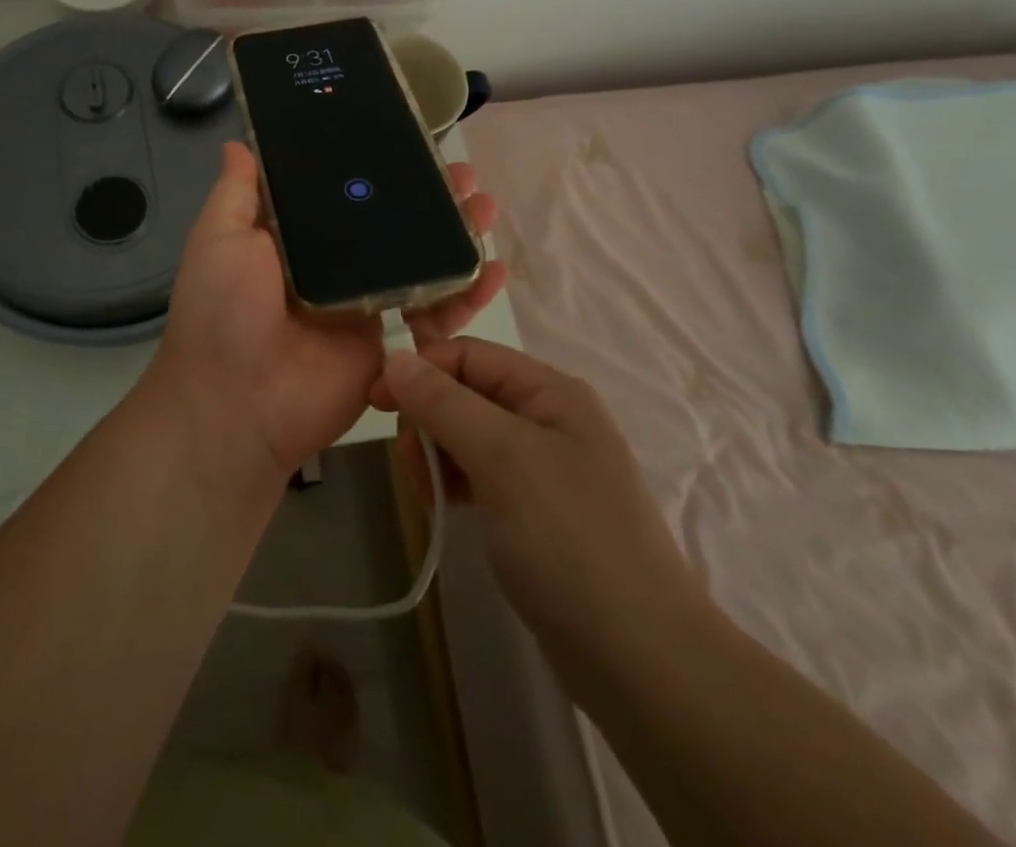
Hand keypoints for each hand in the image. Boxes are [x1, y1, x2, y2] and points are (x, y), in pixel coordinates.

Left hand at [148, 141, 506, 481]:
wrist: (239, 404)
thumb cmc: (223, 311)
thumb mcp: (219, 239)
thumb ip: (236, 193)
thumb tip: (238, 143)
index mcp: (295, 238)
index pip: (342, 191)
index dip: (375, 166)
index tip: (407, 140)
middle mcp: (333, 264)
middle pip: (390, 221)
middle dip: (428, 196)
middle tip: (463, 174)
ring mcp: (364, 300)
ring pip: (419, 259)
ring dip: (456, 234)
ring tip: (485, 206)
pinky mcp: (389, 338)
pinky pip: (434, 311)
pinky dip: (468, 292)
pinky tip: (496, 269)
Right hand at [379, 338, 707, 668]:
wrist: (641, 661)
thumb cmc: (570, 539)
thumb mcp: (503, 458)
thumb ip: (445, 403)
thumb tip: (395, 357)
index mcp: (550, 392)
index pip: (470, 355)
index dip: (421, 369)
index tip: (375, 401)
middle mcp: (549, 419)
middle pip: (467, 393)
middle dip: (429, 418)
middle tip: (409, 464)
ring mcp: (544, 468)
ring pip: (469, 436)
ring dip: (438, 454)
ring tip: (428, 494)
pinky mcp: (535, 512)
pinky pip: (481, 476)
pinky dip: (456, 483)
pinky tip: (444, 507)